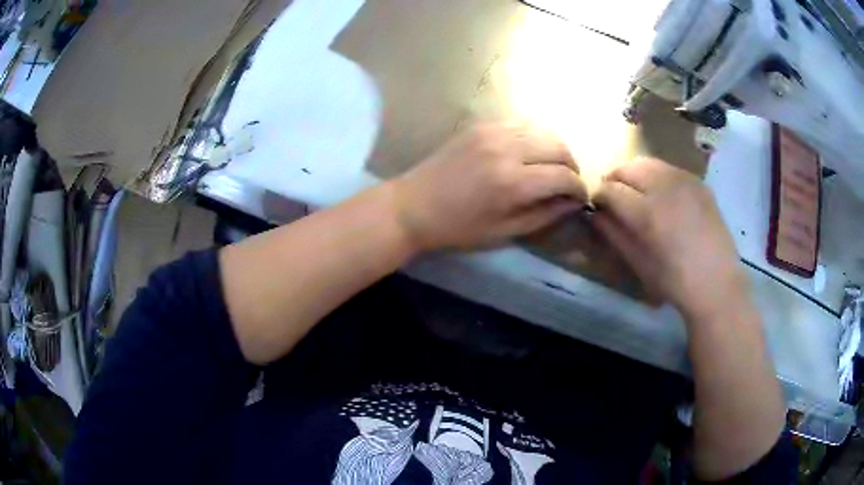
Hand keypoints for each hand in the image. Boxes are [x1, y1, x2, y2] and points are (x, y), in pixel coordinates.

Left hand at [391, 123, 587, 250]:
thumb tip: (573, 203)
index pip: (563, 176)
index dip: (578, 187)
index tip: (581, 197)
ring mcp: (492, 131)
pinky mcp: (481, 124)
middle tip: (569, 182)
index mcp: (512, 182)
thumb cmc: (458, 228)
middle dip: (572, 165)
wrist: (414, 205)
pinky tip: (530, 154)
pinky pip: (521, 124)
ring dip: (555, 149)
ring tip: (553, 168)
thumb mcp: (504, 232)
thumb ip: (544, 214)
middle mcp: (507, 149)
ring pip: (543, 131)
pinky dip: (534, 137)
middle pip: (559, 146)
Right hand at [593, 157, 746, 318]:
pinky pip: (669, 169)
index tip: (598, 206)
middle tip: (615, 197)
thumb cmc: (675, 282)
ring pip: (648, 163)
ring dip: (635, 175)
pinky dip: (657, 176)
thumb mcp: (639, 263)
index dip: (599, 196)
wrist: (717, 283)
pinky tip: (661, 195)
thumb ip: (614, 234)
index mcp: (647, 213)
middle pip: (628, 168)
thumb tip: (596, 214)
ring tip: (636, 193)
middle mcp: (664, 188)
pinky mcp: (698, 182)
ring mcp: (684, 181)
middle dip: (615, 180)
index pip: (611, 190)